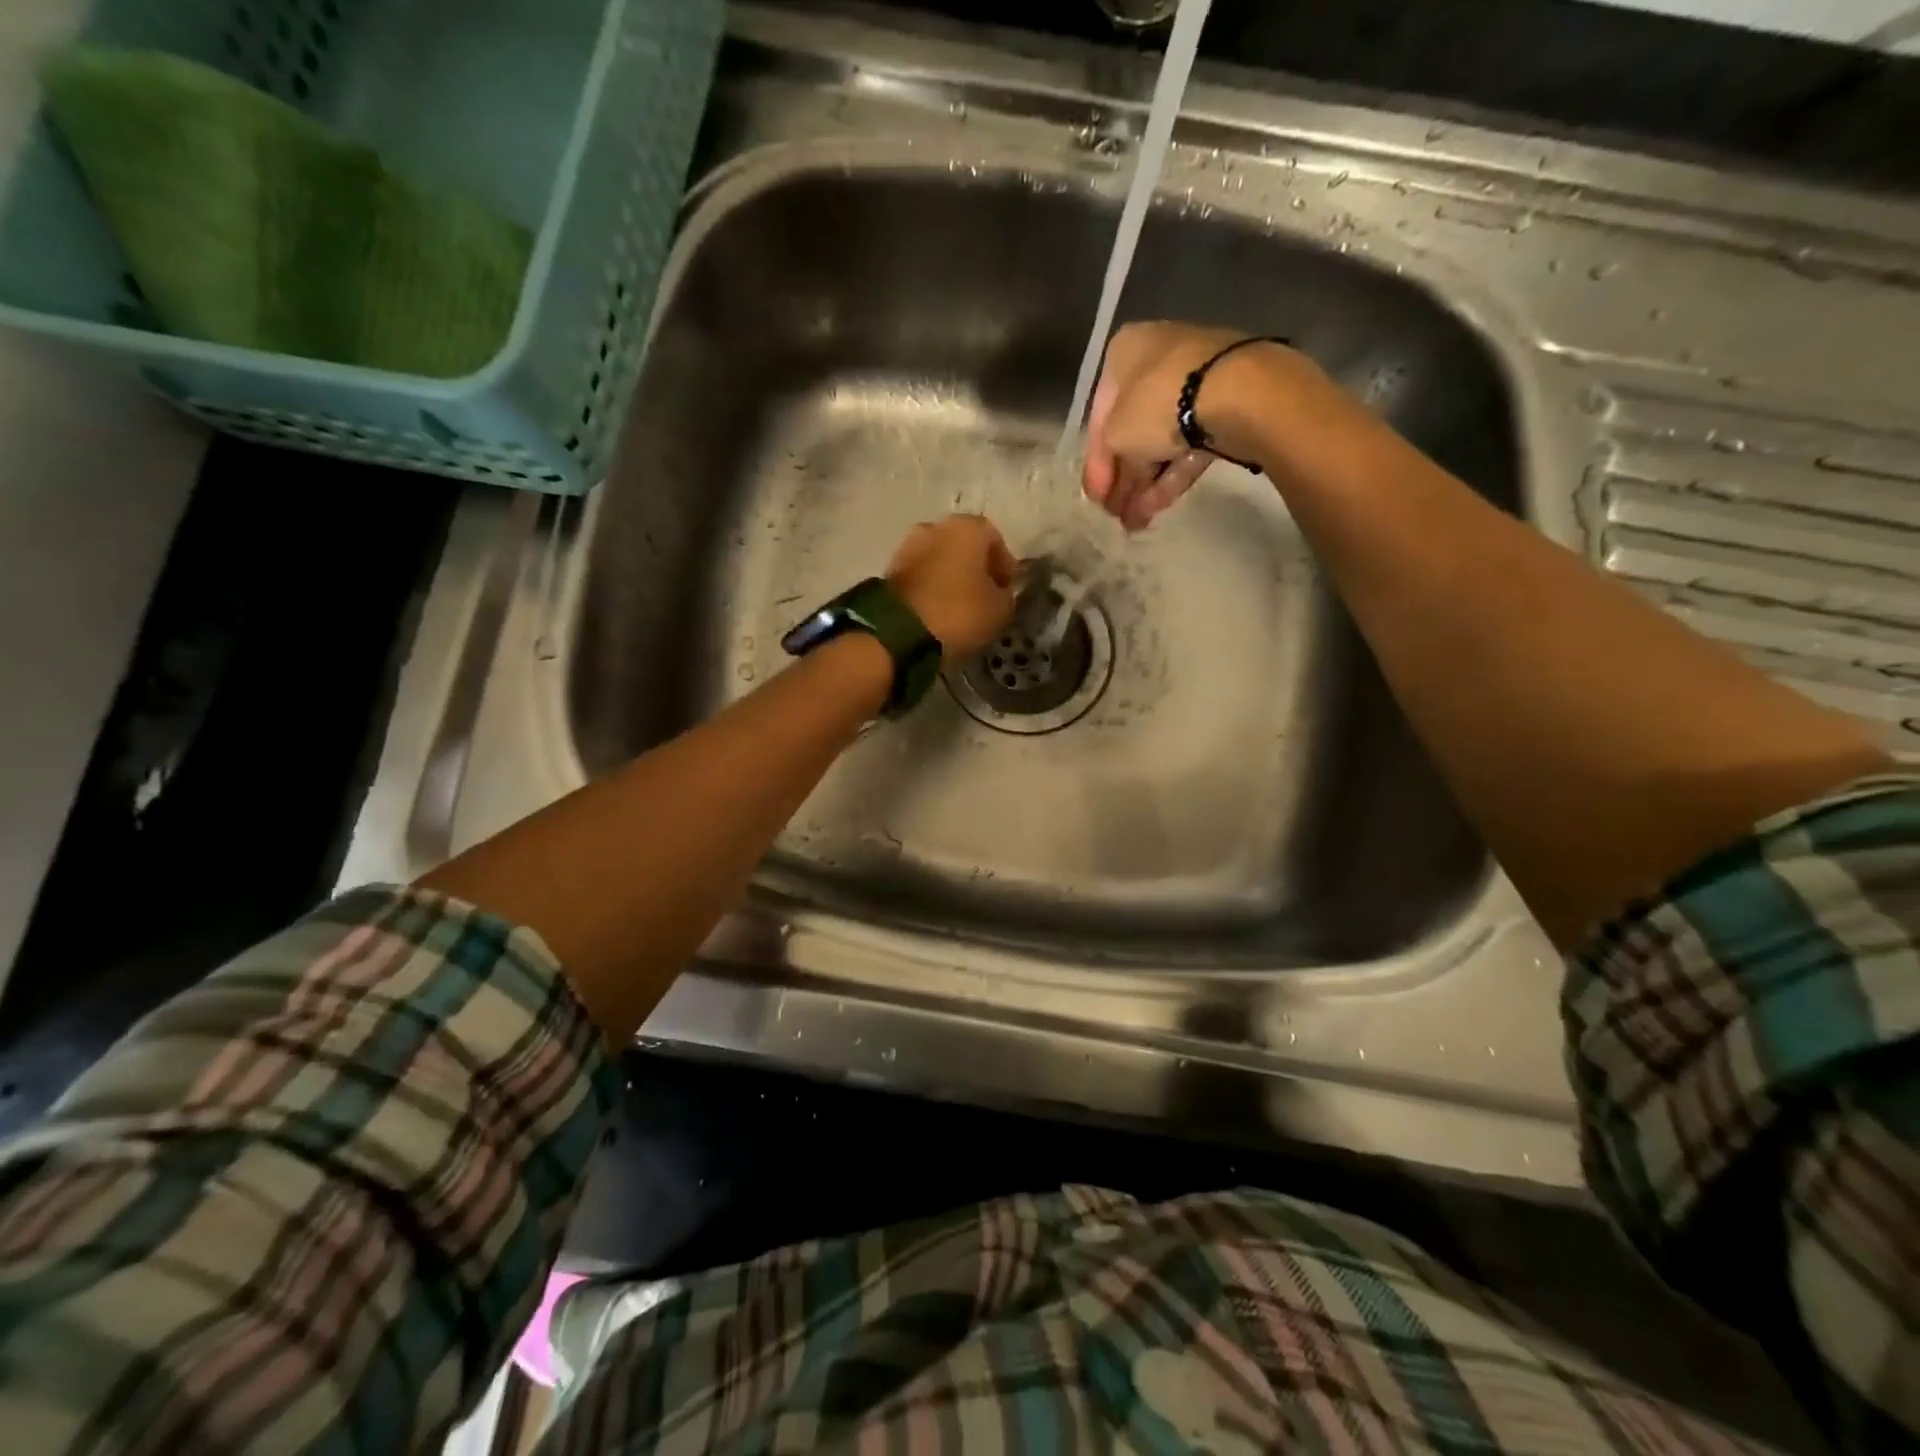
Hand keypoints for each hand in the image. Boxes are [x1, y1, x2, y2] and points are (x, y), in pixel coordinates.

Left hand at [887, 514, 1017, 657]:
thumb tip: (999, 593)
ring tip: (959, 605)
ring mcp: (908, 546)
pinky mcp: (889, 569)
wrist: (898, 632)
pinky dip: (931, 586)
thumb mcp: (999, 610)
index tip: (1007, 589)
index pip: (995, 539)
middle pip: (963, 545)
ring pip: (939, 558)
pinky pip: (920, 574)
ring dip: (950, 576)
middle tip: (984, 595)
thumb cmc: (958, 613)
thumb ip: (1005, 596)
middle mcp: (935, 527)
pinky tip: (937, 609)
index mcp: (967, 528)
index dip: (1004, 565)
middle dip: (975, 567)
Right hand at [1084, 322, 1303, 529]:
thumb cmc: (1157, 403)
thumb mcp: (1115, 436)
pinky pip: (1189, 444)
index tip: (1095, 498)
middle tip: (1114, 514)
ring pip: (1162, 441)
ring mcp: (1195, 380)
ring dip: (1144, 485)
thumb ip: (1107, 463)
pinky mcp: (1225, 404)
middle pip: (1133, 429)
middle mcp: (1157, 359)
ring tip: (1135, 524)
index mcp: (1123, 353)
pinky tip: (1155, 510)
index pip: (1100, 414)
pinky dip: (1171, 477)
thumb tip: (1111, 487)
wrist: (1236, 391)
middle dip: (1123, 478)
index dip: (1095, 462)